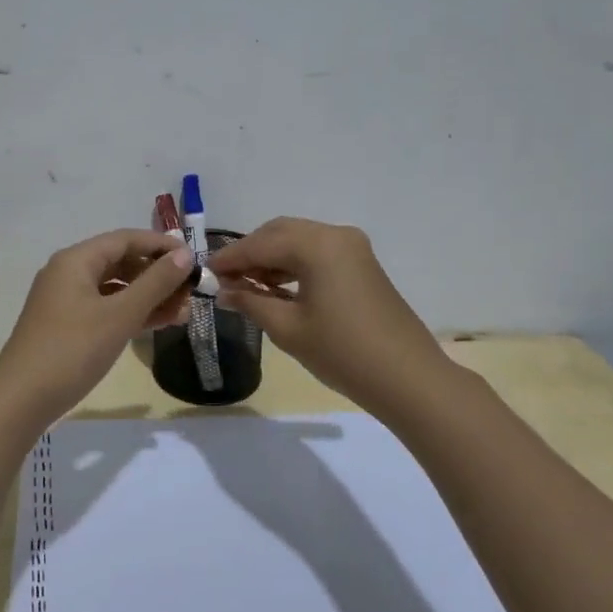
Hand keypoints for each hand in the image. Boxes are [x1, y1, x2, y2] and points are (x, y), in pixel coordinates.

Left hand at [0, 229, 193, 424]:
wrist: (21, 399)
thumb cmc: (73, 350)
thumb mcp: (120, 315)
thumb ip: (155, 283)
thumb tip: (184, 255)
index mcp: (76, 260)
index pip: (126, 239)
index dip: (161, 245)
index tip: (194, 259)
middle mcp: (69, 273)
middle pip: (120, 262)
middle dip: (157, 275)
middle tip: (191, 292)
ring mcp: (66, 301)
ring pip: (115, 289)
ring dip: (148, 297)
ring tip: (183, 312)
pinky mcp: (67, 326)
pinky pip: (105, 309)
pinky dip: (131, 314)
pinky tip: (157, 324)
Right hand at [209, 217, 451, 410]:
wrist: (408, 378)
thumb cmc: (342, 353)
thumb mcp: (287, 329)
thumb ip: (250, 302)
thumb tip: (222, 291)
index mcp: (316, 245)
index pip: (260, 244)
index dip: (229, 258)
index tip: (204, 272)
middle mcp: (335, 234)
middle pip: (279, 233)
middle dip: (249, 253)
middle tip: (225, 279)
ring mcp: (353, 247)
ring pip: (298, 240)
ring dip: (270, 257)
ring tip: (246, 286)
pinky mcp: (362, 263)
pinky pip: (317, 252)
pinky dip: (293, 264)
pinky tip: (276, 287)